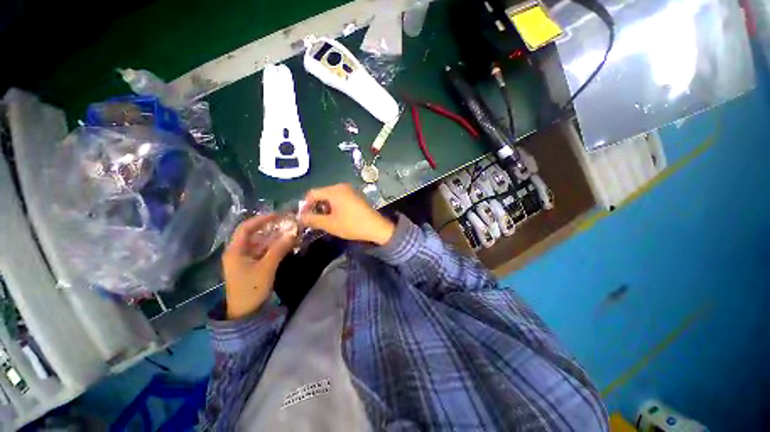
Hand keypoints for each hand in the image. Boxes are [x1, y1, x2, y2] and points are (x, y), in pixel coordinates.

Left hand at [222, 214, 295, 319]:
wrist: (245, 312)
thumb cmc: (252, 288)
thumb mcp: (266, 267)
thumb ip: (279, 249)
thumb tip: (292, 233)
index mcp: (235, 250)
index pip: (246, 227)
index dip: (262, 219)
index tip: (278, 215)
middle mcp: (238, 251)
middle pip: (254, 233)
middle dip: (270, 227)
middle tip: (287, 223)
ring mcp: (245, 258)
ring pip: (260, 242)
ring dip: (274, 236)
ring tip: (289, 231)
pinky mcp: (252, 265)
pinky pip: (263, 250)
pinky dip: (274, 246)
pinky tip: (285, 244)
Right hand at [299, 183, 394, 245]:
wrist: (377, 227)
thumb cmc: (352, 225)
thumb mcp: (330, 224)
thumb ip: (312, 219)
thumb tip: (299, 217)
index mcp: (334, 190)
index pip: (312, 193)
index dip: (305, 205)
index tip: (303, 218)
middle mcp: (342, 186)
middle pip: (322, 194)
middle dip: (315, 207)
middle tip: (313, 220)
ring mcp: (350, 190)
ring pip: (330, 196)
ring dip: (325, 207)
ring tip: (324, 220)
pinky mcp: (355, 196)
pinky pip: (339, 198)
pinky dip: (334, 206)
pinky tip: (335, 217)